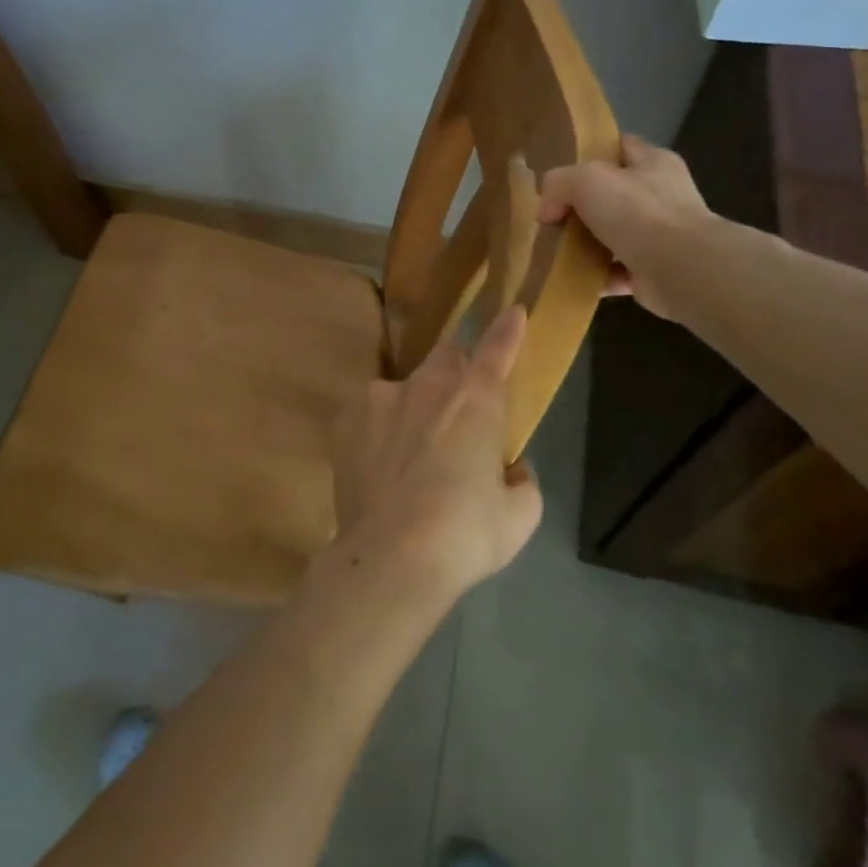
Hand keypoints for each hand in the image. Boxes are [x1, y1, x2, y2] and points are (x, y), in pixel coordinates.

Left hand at [323, 307, 542, 602]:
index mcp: (475, 400)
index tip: (513, 310)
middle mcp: (427, 386)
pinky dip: (378, 431)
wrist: (391, 556)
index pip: (496, 349)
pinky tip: (378, 469)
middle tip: (456, 412)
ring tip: (409, 455)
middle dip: (455, 372)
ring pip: (402, 387)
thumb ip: (521, 482)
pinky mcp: (346, 420)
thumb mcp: (518, 516)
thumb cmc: (465, 534)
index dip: (507, 330)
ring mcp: (380, 398)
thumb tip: (511, 471)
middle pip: (444, 357)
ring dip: (412, 407)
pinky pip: (368, 415)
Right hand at [535, 134, 717, 318]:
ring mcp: (662, 235)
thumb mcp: (586, 180)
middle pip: (614, 193)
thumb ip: (558, 184)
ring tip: (556, 250)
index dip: (592, 152)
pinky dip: (597, 275)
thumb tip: (547, 212)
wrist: (682, 270)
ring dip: (588, 243)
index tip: (562, 168)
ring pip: (614, 234)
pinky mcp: (656, 270)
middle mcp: (662, 195)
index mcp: (654, 163)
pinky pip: (618, 270)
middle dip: (583, 205)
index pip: (621, 146)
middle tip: (552, 216)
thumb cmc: (638, 212)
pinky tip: (574, 277)